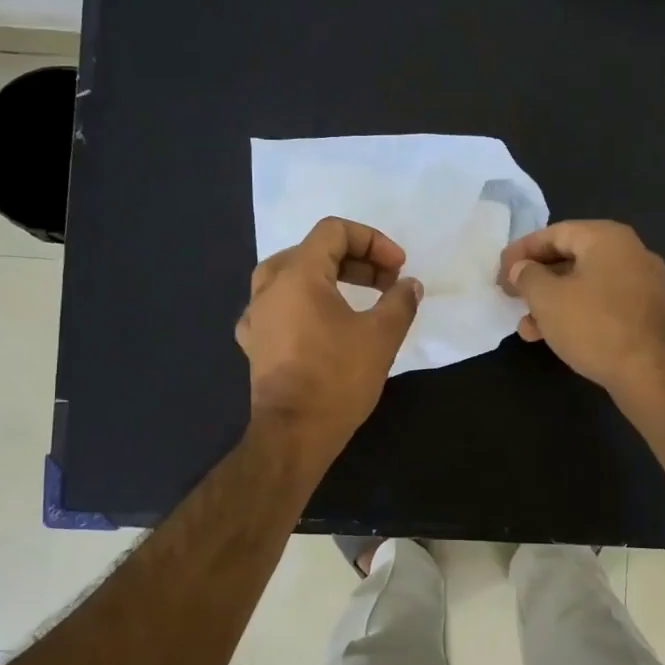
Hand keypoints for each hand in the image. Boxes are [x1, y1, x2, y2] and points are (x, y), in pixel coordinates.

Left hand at [237, 216, 422, 454]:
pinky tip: (315, 321)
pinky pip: (276, 307)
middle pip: (312, 250)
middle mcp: (269, 287)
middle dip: (355, 259)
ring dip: (326, 277)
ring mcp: (256, 316)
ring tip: (354, 296)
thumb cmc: (338, 378)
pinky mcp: (254, 343)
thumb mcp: (382, 335)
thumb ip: (400, 301)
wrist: (294, 433)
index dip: (372, 241)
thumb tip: (410, 285)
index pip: (333, 231)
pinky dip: (300, 304)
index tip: (397, 268)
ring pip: (289, 276)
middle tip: (386, 282)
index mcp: (298, 275)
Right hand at [499, 220, 664, 395]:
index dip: (522, 251)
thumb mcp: (547, 298)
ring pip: (585, 285)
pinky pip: (602, 304)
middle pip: (571, 258)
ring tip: (527, 328)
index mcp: (606, 238)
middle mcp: (630, 252)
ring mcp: (643, 284)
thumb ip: (527, 276)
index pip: (554, 233)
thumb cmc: (594, 325)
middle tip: (511, 297)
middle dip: (536, 280)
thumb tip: (521, 269)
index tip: (500, 272)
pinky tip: (555, 337)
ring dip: (552, 302)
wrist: (651, 372)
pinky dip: (576, 313)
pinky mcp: (646, 313)